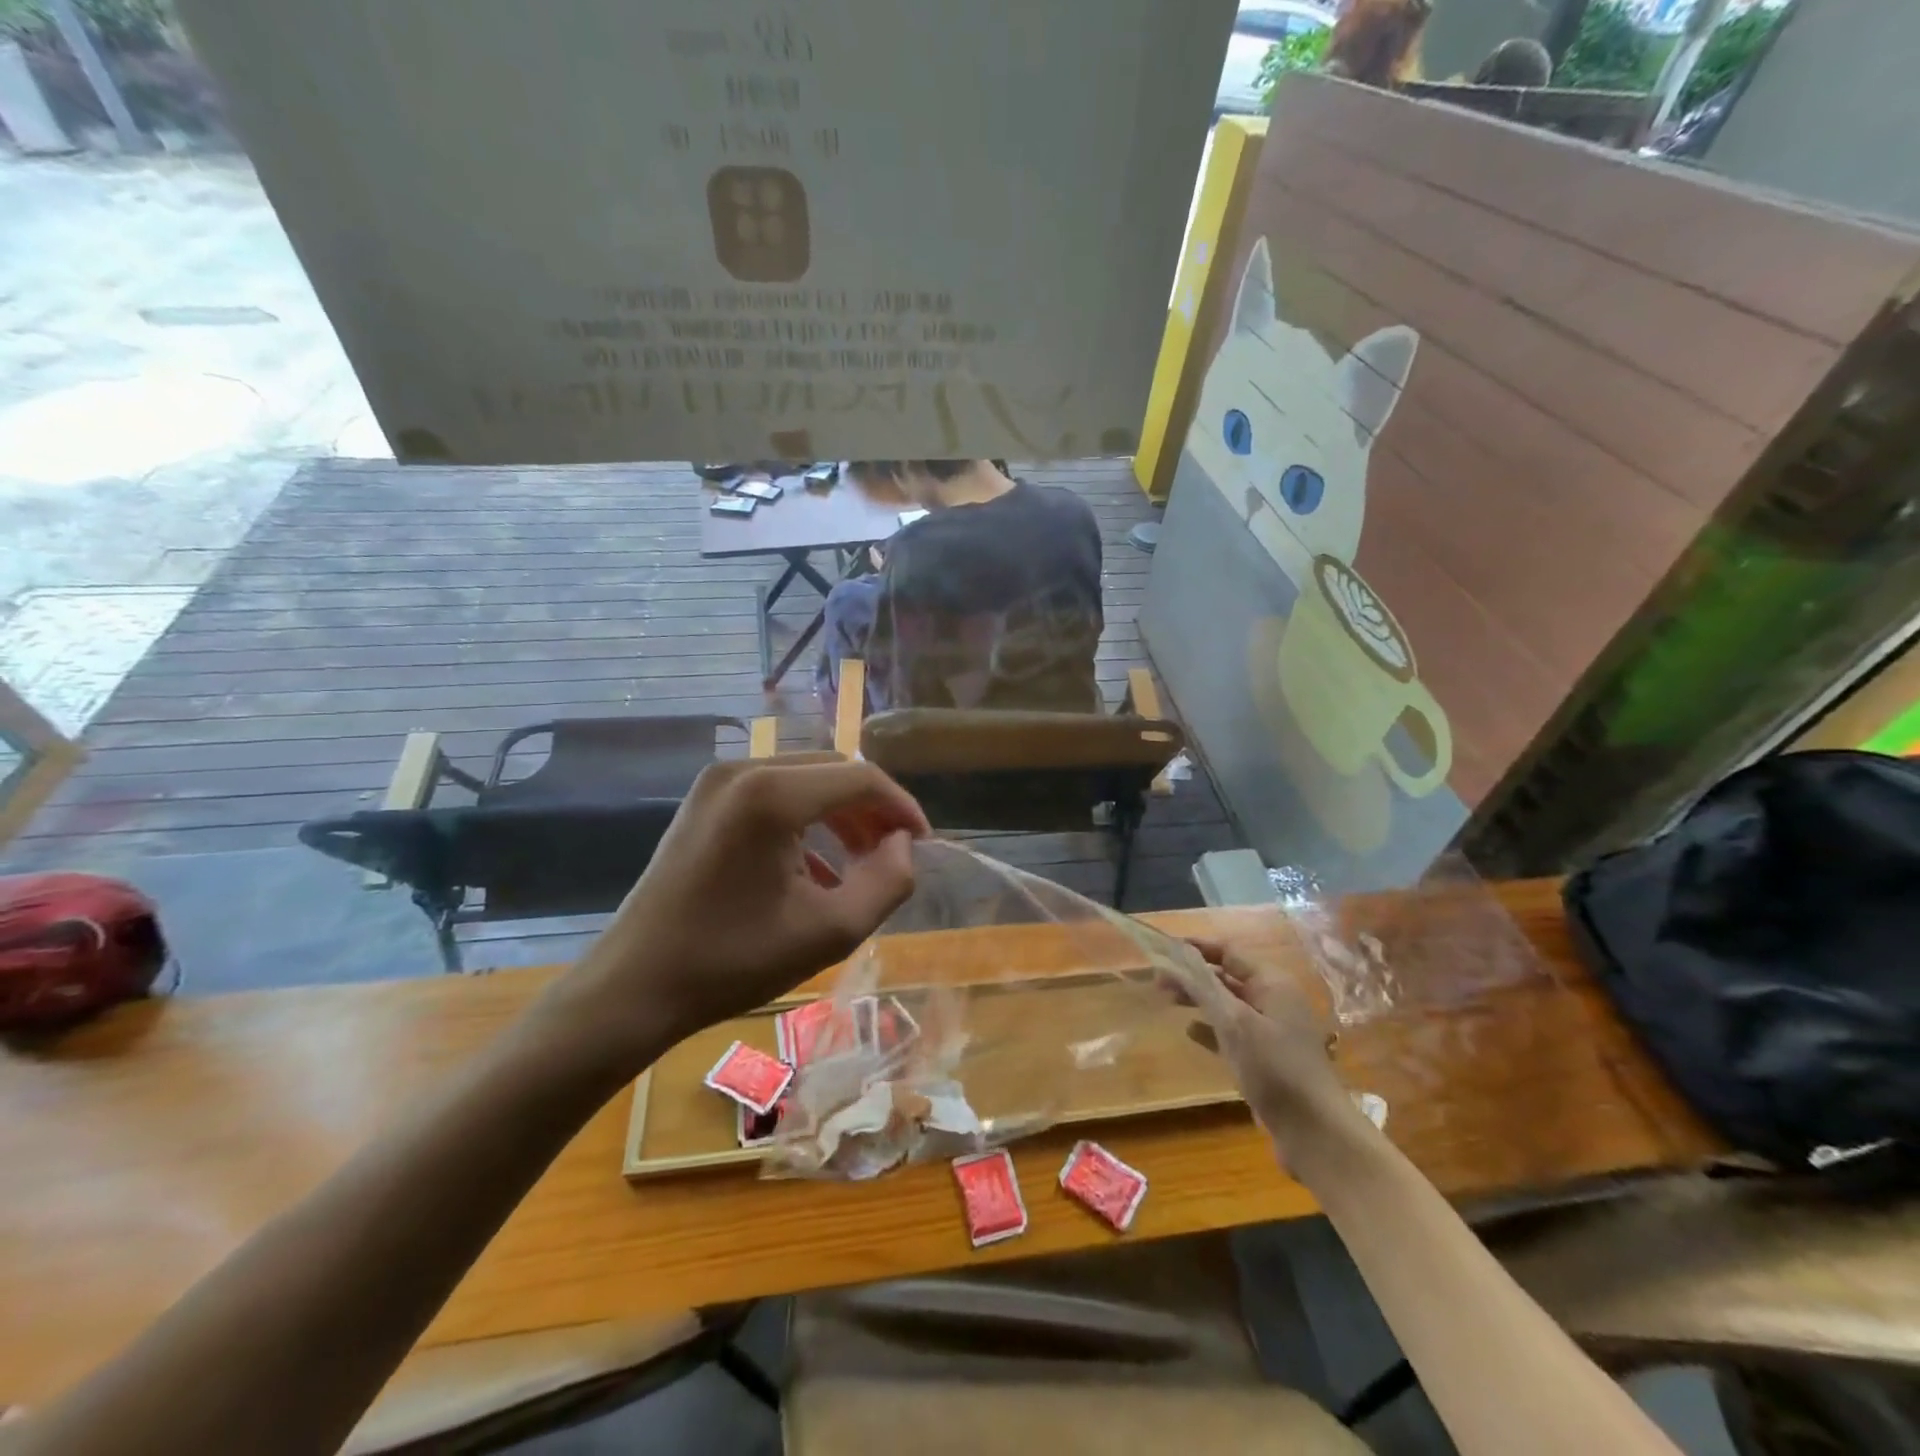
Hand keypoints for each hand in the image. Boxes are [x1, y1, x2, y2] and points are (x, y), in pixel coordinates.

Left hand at [548, 757, 928, 1070]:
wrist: (635, 986)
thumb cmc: (733, 961)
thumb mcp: (830, 931)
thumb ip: (888, 882)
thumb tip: (905, 845)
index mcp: (773, 794)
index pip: (861, 778)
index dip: (902, 807)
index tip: (923, 845)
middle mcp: (744, 769)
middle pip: (833, 771)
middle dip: (872, 809)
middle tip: (894, 854)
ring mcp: (717, 782)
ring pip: (804, 780)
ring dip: (840, 815)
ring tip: (861, 862)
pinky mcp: (704, 801)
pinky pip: (773, 795)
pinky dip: (805, 821)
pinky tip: (815, 869)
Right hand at [1178, 937, 1366, 1167]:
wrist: (1315, 1132)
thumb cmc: (1275, 1069)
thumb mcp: (1235, 1024)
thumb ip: (1204, 989)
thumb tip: (1176, 960)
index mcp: (1272, 984)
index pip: (1230, 953)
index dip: (1197, 948)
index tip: (1165, 948)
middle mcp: (1274, 1001)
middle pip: (1228, 977)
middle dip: (1194, 975)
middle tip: (1158, 979)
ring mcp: (1272, 1031)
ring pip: (1228, 1004)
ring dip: (1199, 999)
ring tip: (1168, 999)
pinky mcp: (1267, 1057)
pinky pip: (1233, 1031)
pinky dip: (1211, 1027)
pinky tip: (1190, 1031)